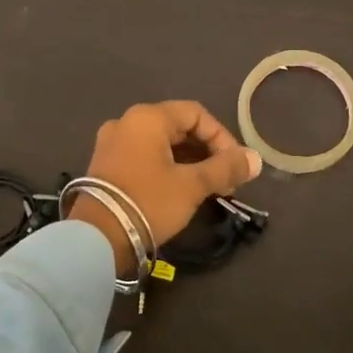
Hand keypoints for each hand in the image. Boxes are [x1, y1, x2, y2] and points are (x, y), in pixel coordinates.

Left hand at [71, 102, 262, 275]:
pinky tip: (180, 191)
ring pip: (161, 144)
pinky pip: (144, 157)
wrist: (96, 238)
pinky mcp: (104, 166)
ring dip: (189, 162)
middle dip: (207, 152)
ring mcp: (111, 144)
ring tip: (208, 189)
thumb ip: (225, 168)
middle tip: (225, 180)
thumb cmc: (148, 202)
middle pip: (178, 127)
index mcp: (147, 117)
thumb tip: (255, 159)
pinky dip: (167, 168)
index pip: (196, 114)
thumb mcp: (192, 185)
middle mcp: (126, 122)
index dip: (222, 137)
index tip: (235, 165)